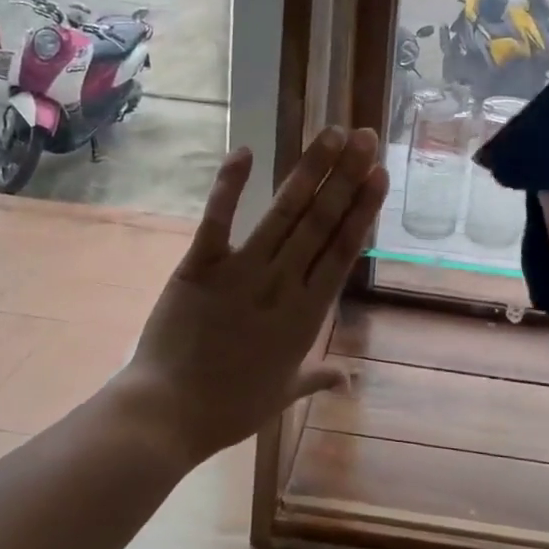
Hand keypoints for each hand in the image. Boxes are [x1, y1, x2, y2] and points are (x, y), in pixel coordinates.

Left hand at [119, 127, 388, 462]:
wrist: (169, 415)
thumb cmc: (230, 408)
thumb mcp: (283, 393)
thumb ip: (317, 377)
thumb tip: (348, 378)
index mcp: (307, 313)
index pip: (343, 249)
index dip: (363, 208)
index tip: (379, 174)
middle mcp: (283, 283)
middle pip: (322, 220)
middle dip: (346, 175)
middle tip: (365, 136)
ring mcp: (242, 271)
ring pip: (284, 212)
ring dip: (309, 170)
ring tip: (332, 133)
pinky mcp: (200, 266)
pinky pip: (218, 219)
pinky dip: (228, 185)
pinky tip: (244, 151)